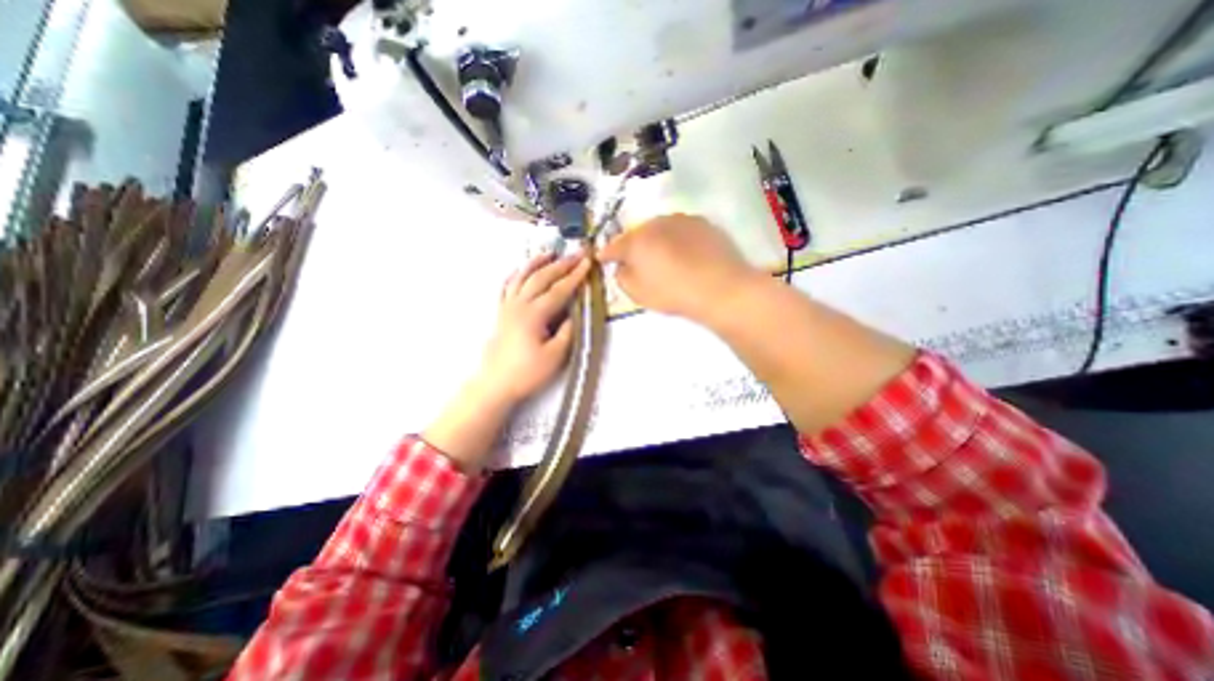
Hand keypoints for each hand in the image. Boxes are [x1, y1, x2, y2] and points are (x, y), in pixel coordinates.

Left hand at [472, 254, 590, 404]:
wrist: (495, 384)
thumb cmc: (527, 373)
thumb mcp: (555, 356)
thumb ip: (568, 332)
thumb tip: (576, 313)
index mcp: (534, 314)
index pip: (559, 289)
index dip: (575, 276)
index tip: (587, 262)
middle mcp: (519, 304)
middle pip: (541, 278)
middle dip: (561, 264)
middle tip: (576, 253)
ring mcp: (507, 307)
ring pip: (522, 277)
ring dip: (537, 263)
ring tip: (549, 253)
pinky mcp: (500, 313)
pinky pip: (507, 287)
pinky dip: (515, 275)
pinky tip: (520, 270)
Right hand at [596, 214, 755, 324]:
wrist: (720, 287)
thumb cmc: (673, 293)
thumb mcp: (638, 294)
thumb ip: (622, 277)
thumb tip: (622, 267)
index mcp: (636, 241)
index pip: (614, 246)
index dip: (606, 254)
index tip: (603, 259)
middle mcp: (655, 223)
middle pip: (637, 234)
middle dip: (633, 246)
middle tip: (635, 260)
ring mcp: (680, 219)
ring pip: (660, 228)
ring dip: (655, 239)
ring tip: (661, 255)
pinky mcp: (702, 222)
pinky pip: (680, 229)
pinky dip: (676, 238)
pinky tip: (684, 252)